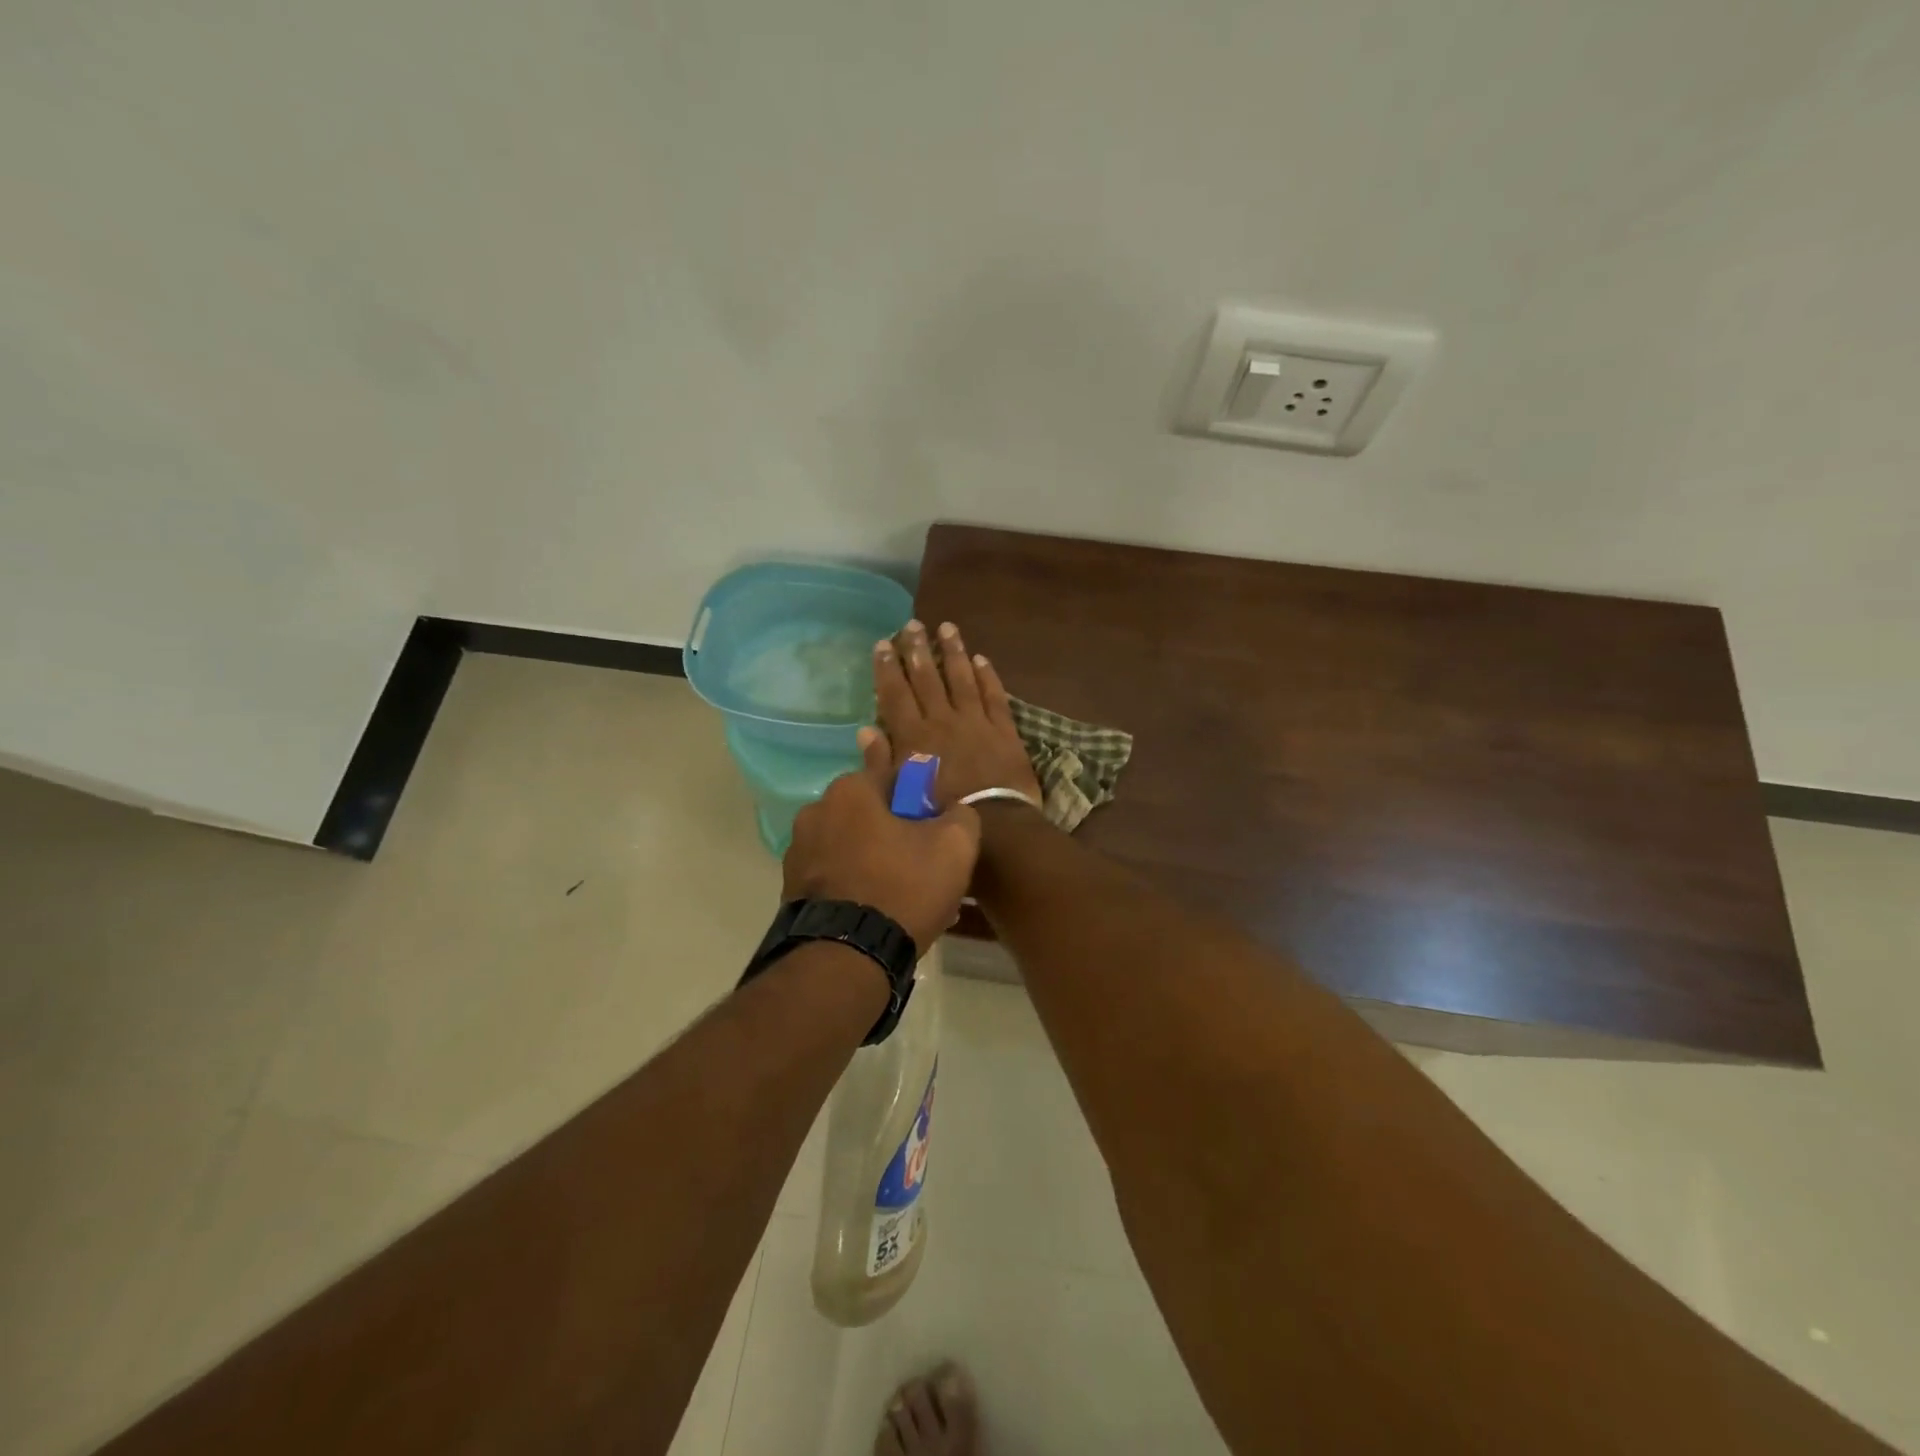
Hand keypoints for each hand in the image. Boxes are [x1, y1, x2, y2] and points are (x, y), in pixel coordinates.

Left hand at [782, 729, 980, 955]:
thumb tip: (953, 810)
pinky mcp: (792, 889)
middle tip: (923, 859)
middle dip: (895, 829)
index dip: (916, 788)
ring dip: (876, 859)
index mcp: (850, 791)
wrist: (847, 958)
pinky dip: (856, 884)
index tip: (929, 810)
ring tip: (904, 894)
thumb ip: (960, 814)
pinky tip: (880, 910)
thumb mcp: (954, 846)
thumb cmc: (903, 888)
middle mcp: (816, 812)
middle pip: (869, 811)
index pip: (888, 769)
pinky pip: (835, 875)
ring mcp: (799, 852)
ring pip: (852, 845)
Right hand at [872, 621, 1043, 808]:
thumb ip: (881, 760)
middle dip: (918, 650)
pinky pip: (994, 696)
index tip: (884, 643)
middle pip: (928, 679)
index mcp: (914, 736)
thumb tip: (865, 730)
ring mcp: (975, 722)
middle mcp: (942, 721)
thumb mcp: (899, 793)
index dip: (889, 668)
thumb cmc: (938, 815)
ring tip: (947, 627)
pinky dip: (988, 677)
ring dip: (953, 652)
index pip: (896, 694)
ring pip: (962, 679)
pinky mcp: (1003, 730)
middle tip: (913, 625)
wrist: (993, 824)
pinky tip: (982, 659)